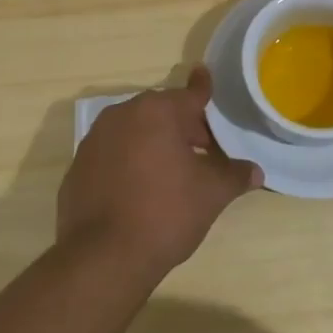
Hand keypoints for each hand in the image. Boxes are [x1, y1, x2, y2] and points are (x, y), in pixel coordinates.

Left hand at [59, 66, 262, 280]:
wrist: (103, 257)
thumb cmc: (165, 213)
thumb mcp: (211, 194)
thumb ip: (234, 175)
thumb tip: (254, 171)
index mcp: (156, 112)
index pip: (189, 94)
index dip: (203, 89)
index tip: (205, 74)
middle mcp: (122, 115)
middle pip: (162, 113)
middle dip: (184, 127)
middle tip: (206, 150)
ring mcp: (94, 140)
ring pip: (135, 132)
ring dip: (155, 143)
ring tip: (174, 172)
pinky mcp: (78, 167)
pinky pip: (113, 154)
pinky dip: (129, 162)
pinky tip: (141, 190)